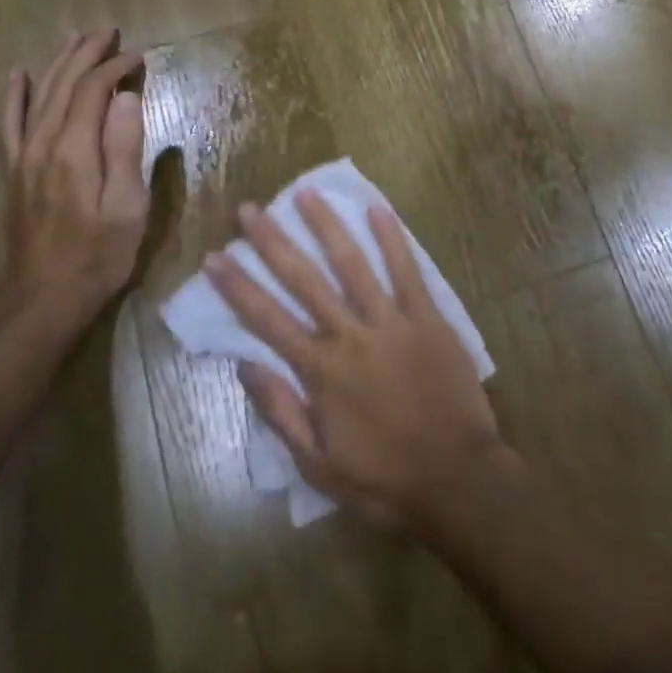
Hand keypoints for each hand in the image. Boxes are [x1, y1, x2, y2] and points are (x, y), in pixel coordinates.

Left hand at [0, 30, 148, 340]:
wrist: (41, 302)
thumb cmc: (98, 257)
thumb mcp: (127, 207)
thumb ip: (125, 148)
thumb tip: (126, 97)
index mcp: (74, 149)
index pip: (95, 90)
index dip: (117, 68)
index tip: (142, 56)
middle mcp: (43, 143)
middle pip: (64, 84)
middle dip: (88, 54)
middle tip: (109, 32)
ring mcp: (23, 157)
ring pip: (39, 95)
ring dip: (59, 63)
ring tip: (76, 39)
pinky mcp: (14, 173)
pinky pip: (10, 124)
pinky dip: (15, 96)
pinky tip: (18, 76)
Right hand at [205, 192, 511, 524]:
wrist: (457, 479)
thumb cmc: (383, 478)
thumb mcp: (318, 463)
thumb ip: (281, 411)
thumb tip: (245, 365)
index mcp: (321, 372)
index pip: (267, 320)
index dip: (237, 287)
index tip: (213, 256)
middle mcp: (350, 336)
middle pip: (304, 280)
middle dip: (272, 242)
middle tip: (250, 209)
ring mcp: (391, 322)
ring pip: (353, 263)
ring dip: (326, 226)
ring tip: (305, 193)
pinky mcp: (427, 318)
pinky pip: (407, 271)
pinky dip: (392, 238)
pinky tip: (377, 208)